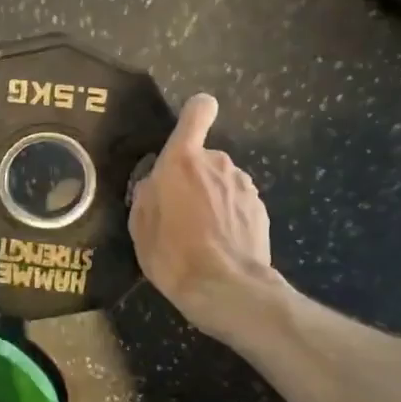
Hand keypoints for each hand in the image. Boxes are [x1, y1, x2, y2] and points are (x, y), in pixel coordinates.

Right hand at [129, 94, 273, 337]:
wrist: (224, 288)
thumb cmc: (172, 253)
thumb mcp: (140, 225)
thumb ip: (147, 194)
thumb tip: (156, 183)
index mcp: (183, 161)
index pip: (198, 112)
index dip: (195, 113)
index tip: (190, 128)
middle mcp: (217, 163)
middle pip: (204, 157)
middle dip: (193, 177)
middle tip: (178, 212)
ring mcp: (244, 186)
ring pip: (222, 181)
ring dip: (212, 198)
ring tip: (200, 234)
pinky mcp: (260, 209)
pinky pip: (237, 203)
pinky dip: (229, 216)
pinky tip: (220, 245)